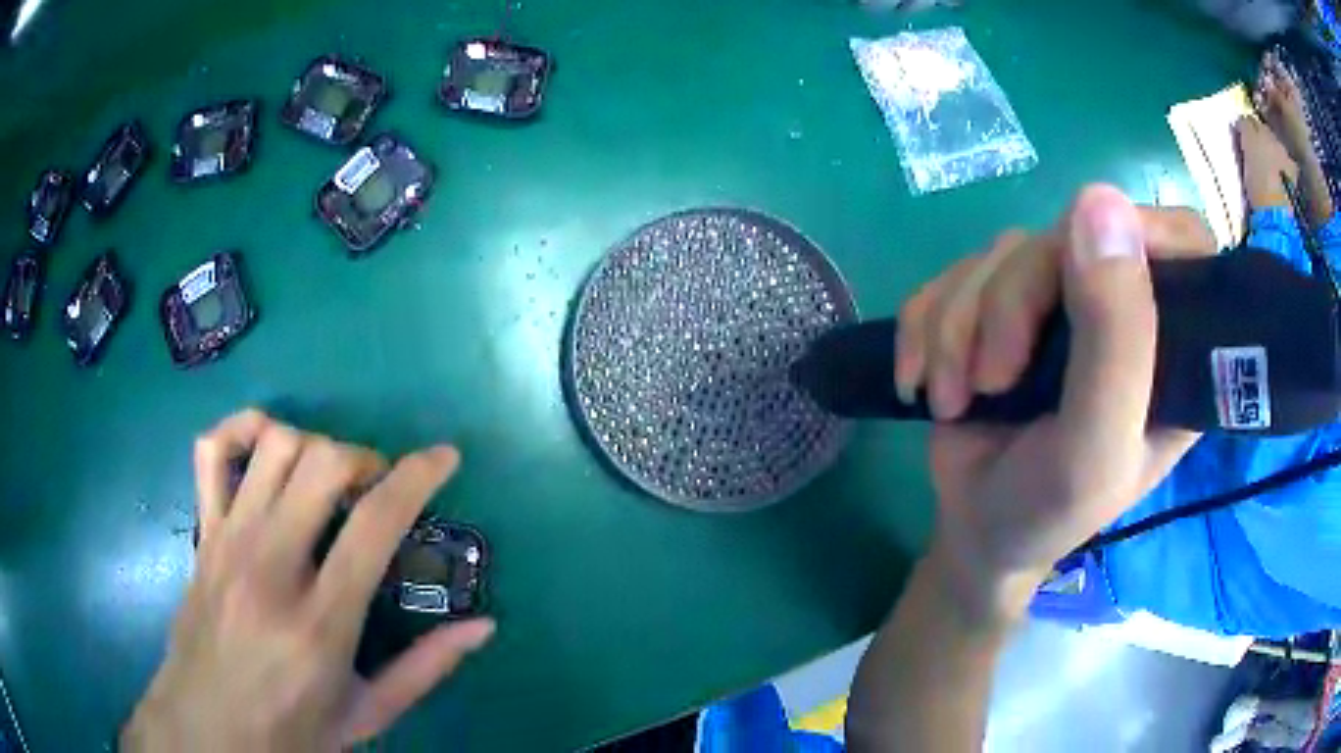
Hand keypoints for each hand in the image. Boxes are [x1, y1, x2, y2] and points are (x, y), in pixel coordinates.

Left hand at [121, 410, 494, 751]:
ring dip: (314, 445)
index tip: (443, 457)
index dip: (419, 477)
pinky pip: (212, 450)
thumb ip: (426, 667)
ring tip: (327, 477)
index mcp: (321, 623)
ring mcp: (228, 542)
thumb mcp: (368, 713)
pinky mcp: (203, 533)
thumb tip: (484, 626)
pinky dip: (242, 429)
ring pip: (273, 445)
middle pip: (322, 464)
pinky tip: (266, 446)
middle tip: (377, 486)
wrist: (209, 728)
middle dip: (364, 458)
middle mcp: (270, 567)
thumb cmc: (293, 729)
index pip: (375, 523)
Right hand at [904, 187, 1203, 621]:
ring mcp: (1057, 301)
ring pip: (1002, 253)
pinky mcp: (999, 304)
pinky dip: (924, 326)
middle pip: (1069, 234)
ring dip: (958, 327)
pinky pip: (952, 273)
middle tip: (992, 378)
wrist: (975, 532)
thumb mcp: (1095, 447)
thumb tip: (1101, 200)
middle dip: (1011, 301)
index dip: (1141, 233)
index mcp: (1170, 344)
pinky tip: (921, 379)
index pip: (1182, 242)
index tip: (1086, 270)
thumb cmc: (1049, 510)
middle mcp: (1120, 308)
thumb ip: (1117, 340)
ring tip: (953, 398)